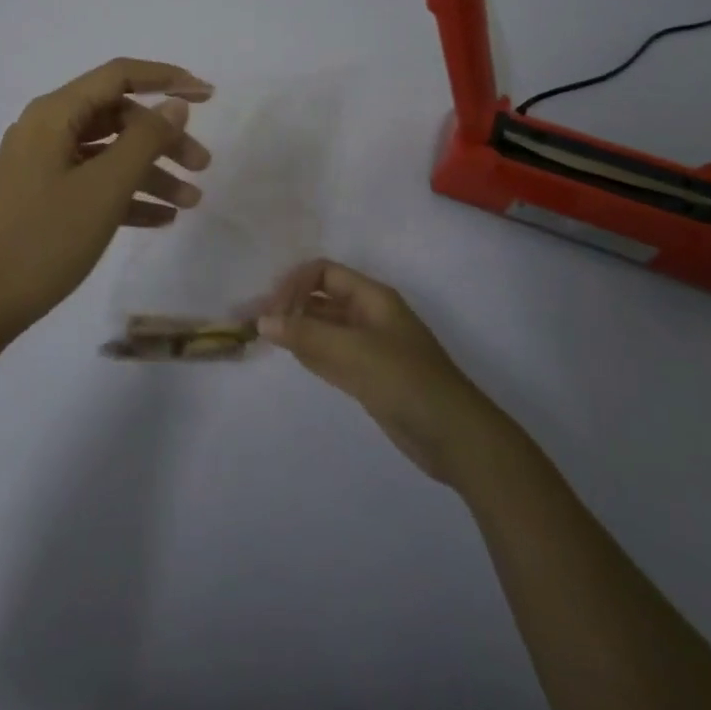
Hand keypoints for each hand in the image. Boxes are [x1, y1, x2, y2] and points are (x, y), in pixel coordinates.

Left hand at [0, 59, 213, 343]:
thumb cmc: (45, 239)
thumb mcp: (104, 188)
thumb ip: (145, 140)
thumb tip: (175, 104)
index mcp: (54, 114)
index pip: (119, 76)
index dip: (166, 78)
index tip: (208, 95)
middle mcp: (46, 129)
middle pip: (117, 117)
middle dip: (164, 138)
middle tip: (203, 166)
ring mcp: (42, 164)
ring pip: (108, 153)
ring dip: (151, 172)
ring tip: (192, 202)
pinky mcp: (42, 196)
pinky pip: (92, 182)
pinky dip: (126, 194)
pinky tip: (162, 219)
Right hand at [258, 260, 496, 483]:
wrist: (454, 437)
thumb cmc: (406, 381)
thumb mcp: (353, 351)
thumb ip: (306, 334)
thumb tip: (262, 320)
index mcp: (372, 297)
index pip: (322, 273)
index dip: (294, 284)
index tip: (271, 310)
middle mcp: (368, 315)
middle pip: (321, 298)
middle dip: (289, 305)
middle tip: (255, 323)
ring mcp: (368, 346)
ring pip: (323, 327)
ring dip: (296, 328)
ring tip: (263, 337)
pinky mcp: (368, 375)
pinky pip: (331, 353)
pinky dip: (310, 351)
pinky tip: (291, 355)